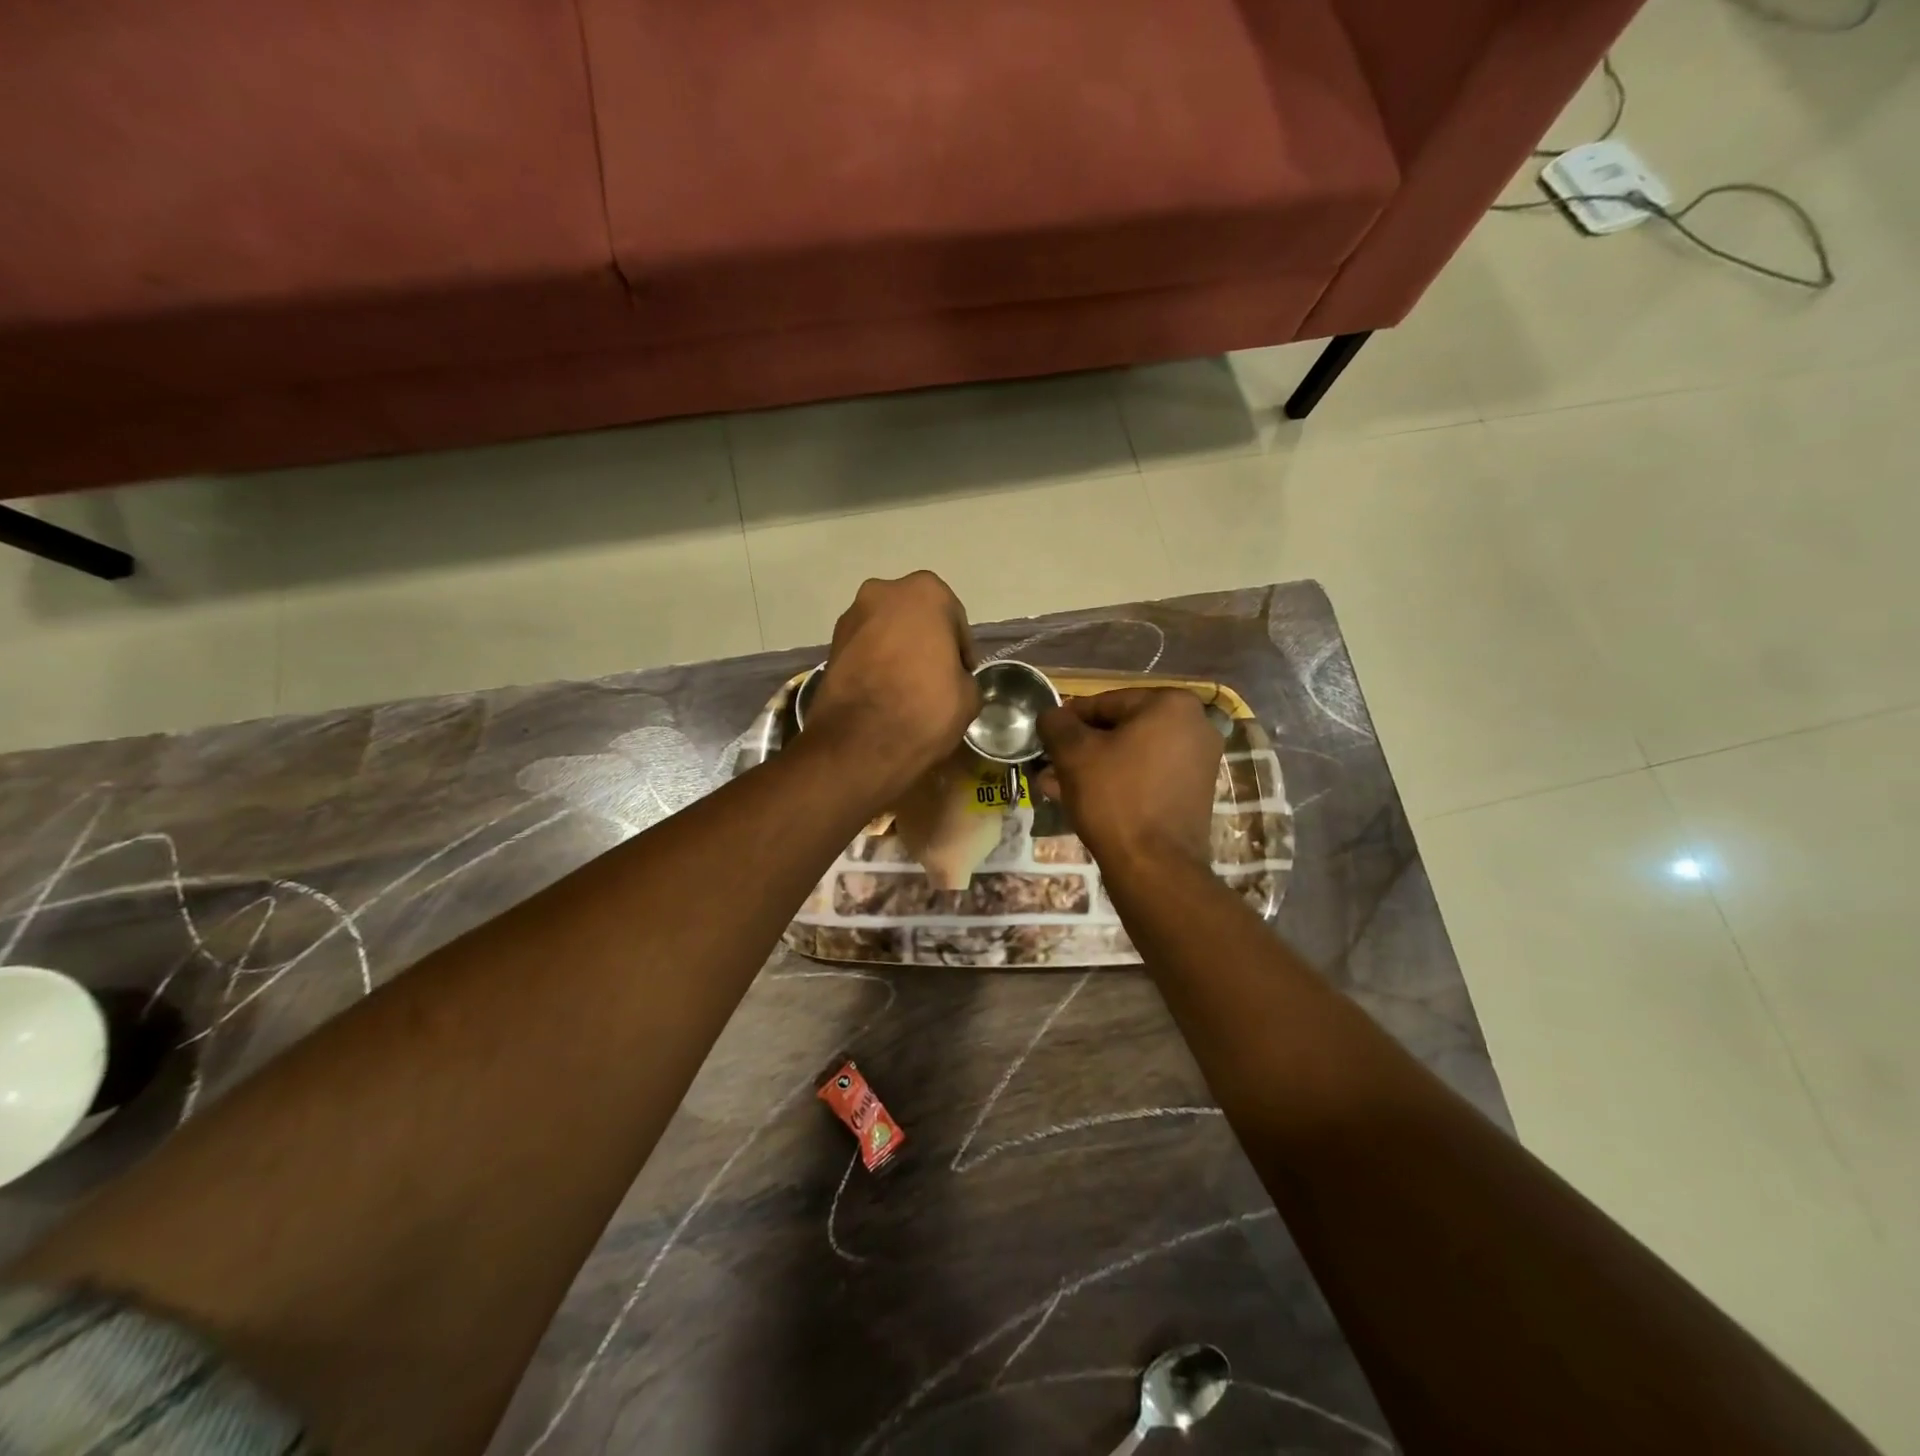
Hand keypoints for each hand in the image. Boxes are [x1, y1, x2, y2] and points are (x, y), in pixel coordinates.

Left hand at [804, 572, 979, 801]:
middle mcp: (883, 592)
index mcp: (925, 592)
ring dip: (897, 651)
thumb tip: (953, 680)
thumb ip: (963, 676)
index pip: (954, 619)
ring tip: (906, 688)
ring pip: (885, 631)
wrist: (859, 744)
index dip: (961, 649)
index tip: (962, 674)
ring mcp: (851, 617)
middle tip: (935, 676)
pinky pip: (864, 650)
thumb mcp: (968, 696)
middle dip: (925, 641)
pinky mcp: (829, 646)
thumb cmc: (924, 708)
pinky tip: (883, 693)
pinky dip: (875, 664)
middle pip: (915, 617)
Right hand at [1036, 689, 1222, 870]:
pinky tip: (1081, 799)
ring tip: (1054, 785)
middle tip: (1048, 765)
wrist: (1155, 867)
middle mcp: (1195, 725)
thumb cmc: (1114, 797)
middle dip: (1080, 748)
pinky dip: (1117, 782)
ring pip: (1130, 755)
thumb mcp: (1074, 753)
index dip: (1068, 720)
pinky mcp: (1193, 793)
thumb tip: (1051, 714)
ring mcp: (1198, 761)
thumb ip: (1057, 724)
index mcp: (1171, 704)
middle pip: (1120, 729)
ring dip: (1093, 767)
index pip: (1105, 702)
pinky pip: (1146, 776)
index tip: (1045, 738)